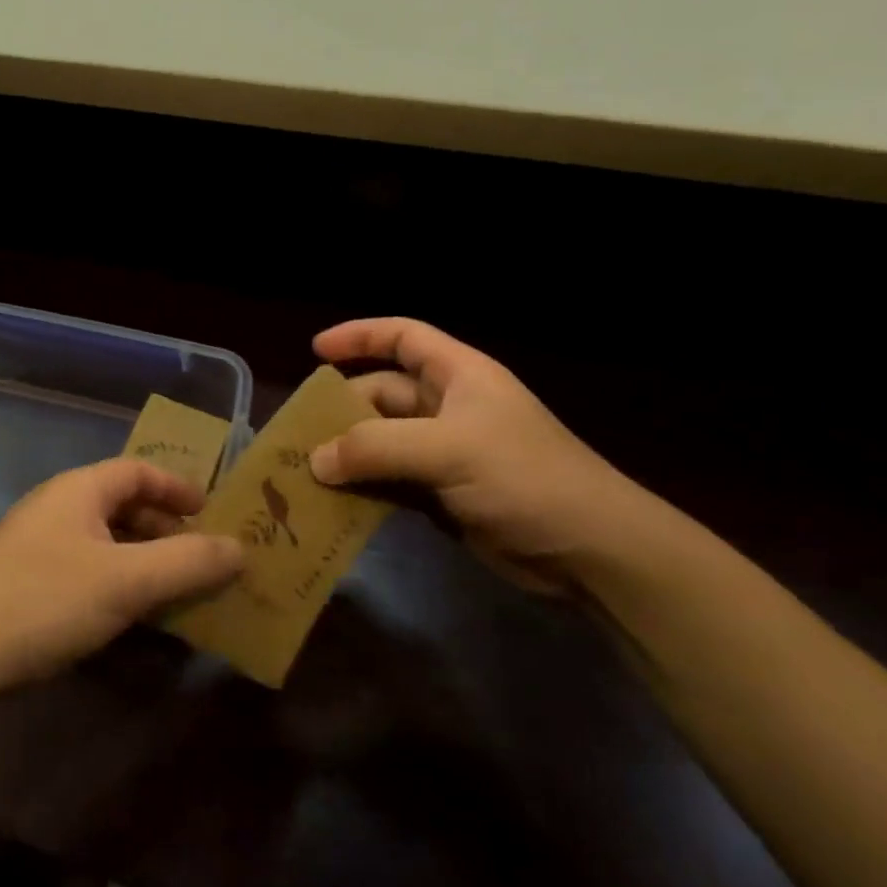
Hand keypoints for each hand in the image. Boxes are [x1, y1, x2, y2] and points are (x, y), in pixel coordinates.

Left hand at [0, 459, 242, 696]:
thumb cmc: (45, 601)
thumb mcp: (127, 581)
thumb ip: (188, 562)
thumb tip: (242, 548)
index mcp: (79, 490)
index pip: (138, 470)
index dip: (177, 486)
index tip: (209, 512)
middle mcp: (56, 508)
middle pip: (122, 505)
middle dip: (164, 528)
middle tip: (199, 558)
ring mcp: (35, 546)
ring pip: (103, 542)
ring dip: (142, 561)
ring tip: (173, 591)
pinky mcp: (23, 584)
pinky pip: (84, 570)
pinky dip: (115, 584)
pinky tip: (128, 617)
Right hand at [309, 318, 652, 591]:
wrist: (589, 550)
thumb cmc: (524, 477)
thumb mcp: (448, 450)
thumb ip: (376, 449)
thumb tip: (315, 460)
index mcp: (459, 376)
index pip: (403, 337)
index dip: (360, 336)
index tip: (316, 350)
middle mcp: (449, 407)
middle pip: (383, 394)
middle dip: (342, 410)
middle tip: (297, 433)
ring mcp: (446, 453)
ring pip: (382, 442)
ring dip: (347, 454)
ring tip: (303, 471)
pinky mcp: (443, 494)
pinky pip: (390, 481)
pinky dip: (363, 489)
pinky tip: (333, 502)